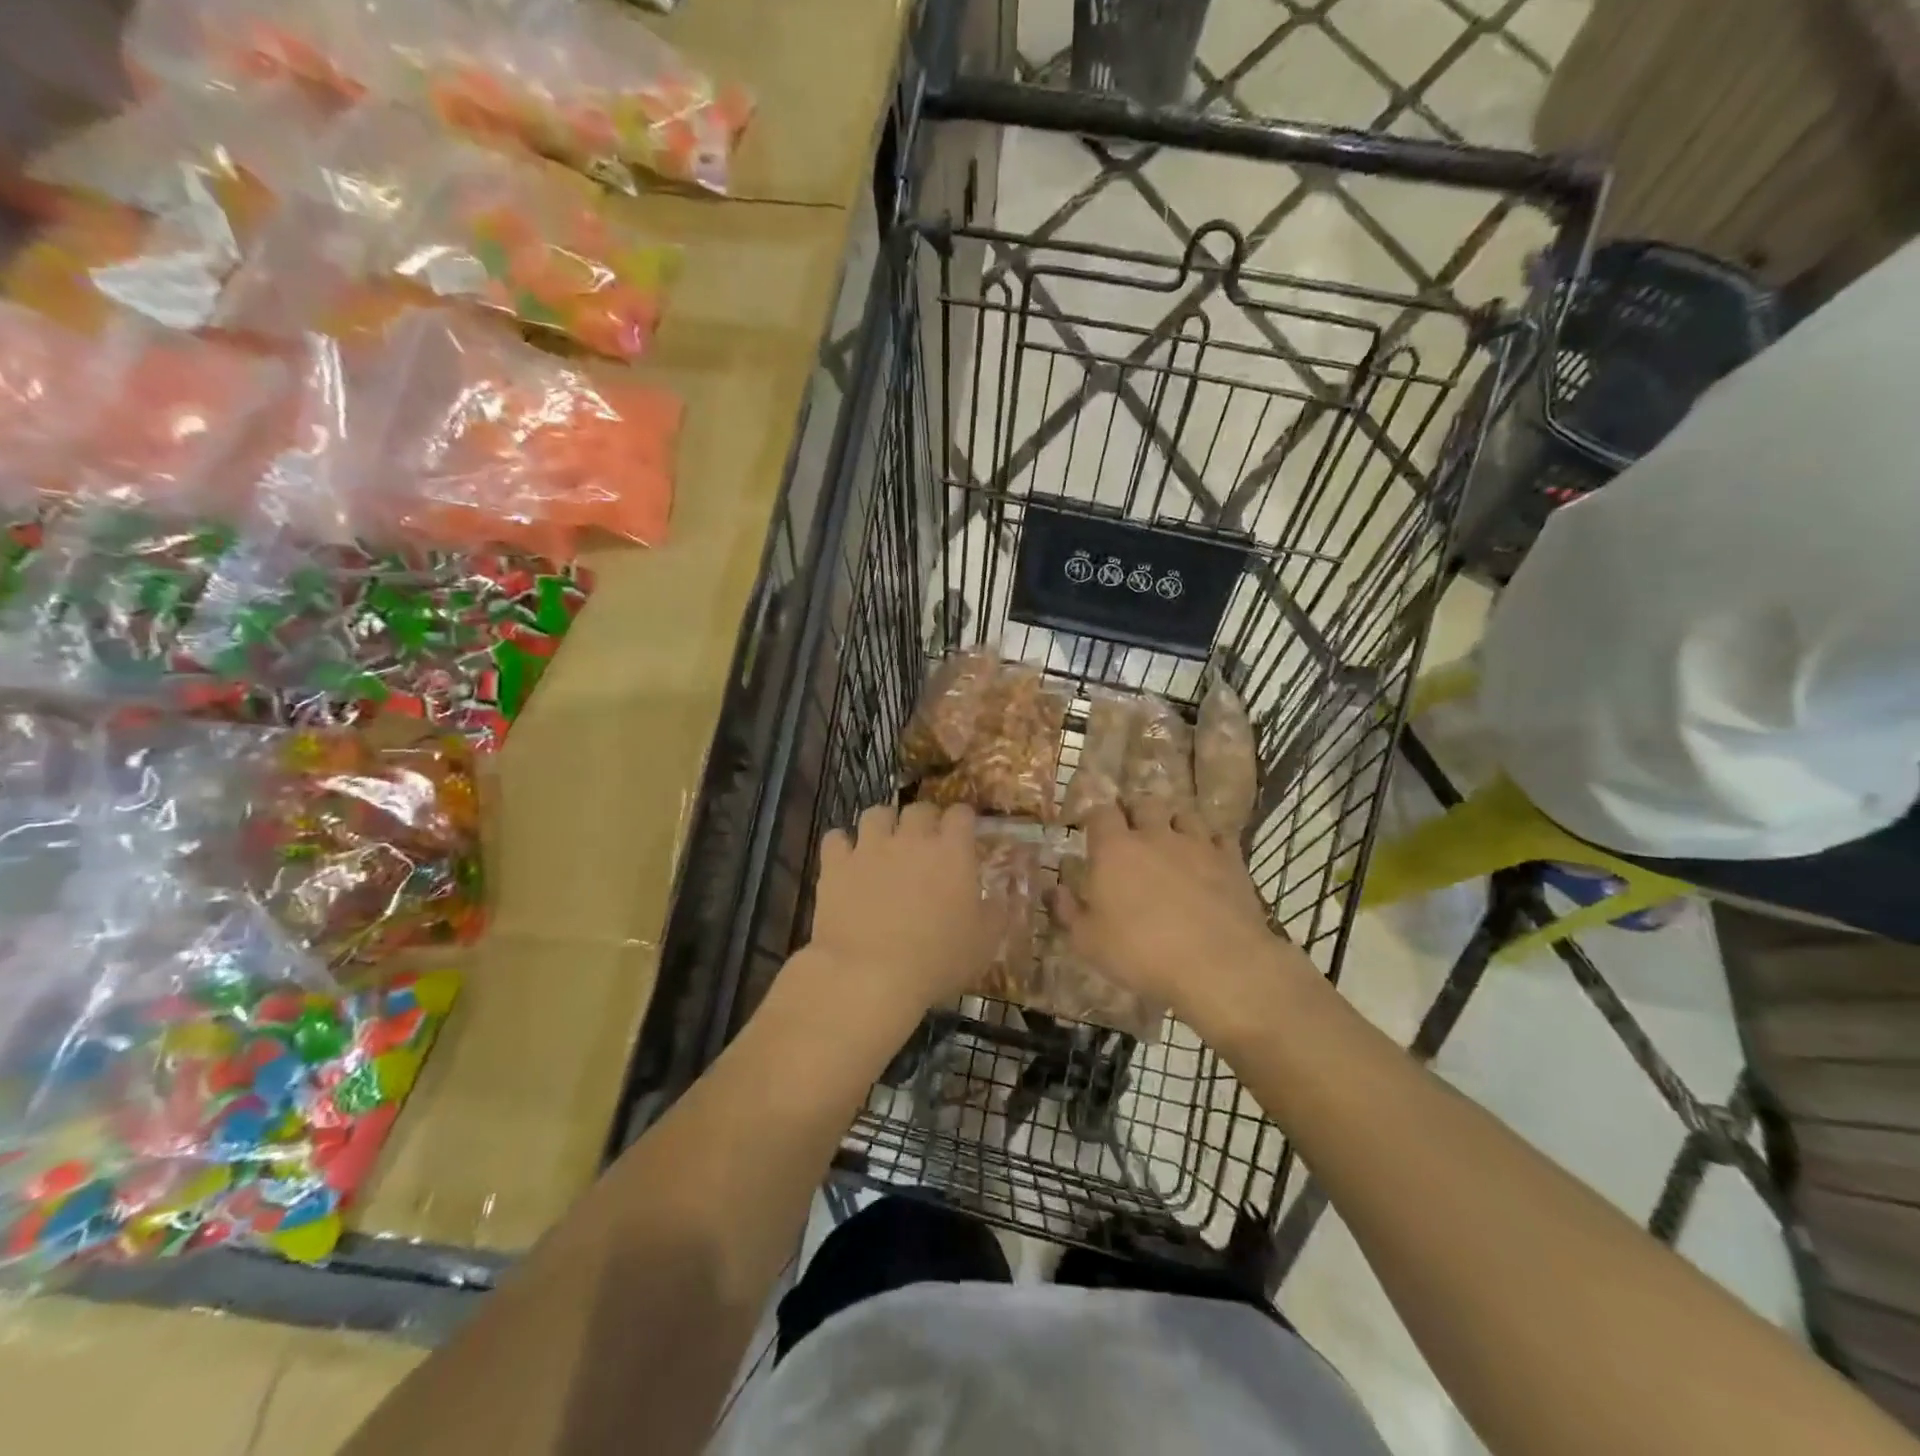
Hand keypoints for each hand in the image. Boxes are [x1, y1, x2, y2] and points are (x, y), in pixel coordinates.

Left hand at [805, 801, 990, 1029]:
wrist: (869, 975)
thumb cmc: (936, 960)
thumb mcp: (984, 943)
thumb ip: (996, 912)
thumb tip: (1000, 895)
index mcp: (952, 852)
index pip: (961, 814)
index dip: (962, 820)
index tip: (962, 834)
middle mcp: (911, 838)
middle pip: (919, 808)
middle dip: (924, 820)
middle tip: (924, 843)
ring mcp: (870, 847)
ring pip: (876, 813)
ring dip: (883, 824)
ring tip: (884, 843)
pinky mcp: (836, 864)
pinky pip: (836, 838)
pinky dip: (842, 845)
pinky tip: (846, 860)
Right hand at [1057, 805, 1313, 1033]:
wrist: (1217, 964)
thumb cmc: (1141, 952)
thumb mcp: (1088, 942)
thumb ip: (1067, 911)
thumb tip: (1054, 889)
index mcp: (1114, 849)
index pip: (1101, 812)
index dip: (1095, 817)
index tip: (1092, 830)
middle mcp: (1155, 835)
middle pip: (1144, 803)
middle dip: (1135, 812)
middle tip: (1131, 831)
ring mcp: (1197, 844)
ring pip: (1183, 814)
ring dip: (1173, 822)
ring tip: (1170, 839)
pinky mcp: (1231, 860)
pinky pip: (1219, 837)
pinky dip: (1209, 843)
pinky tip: (1207, 858)